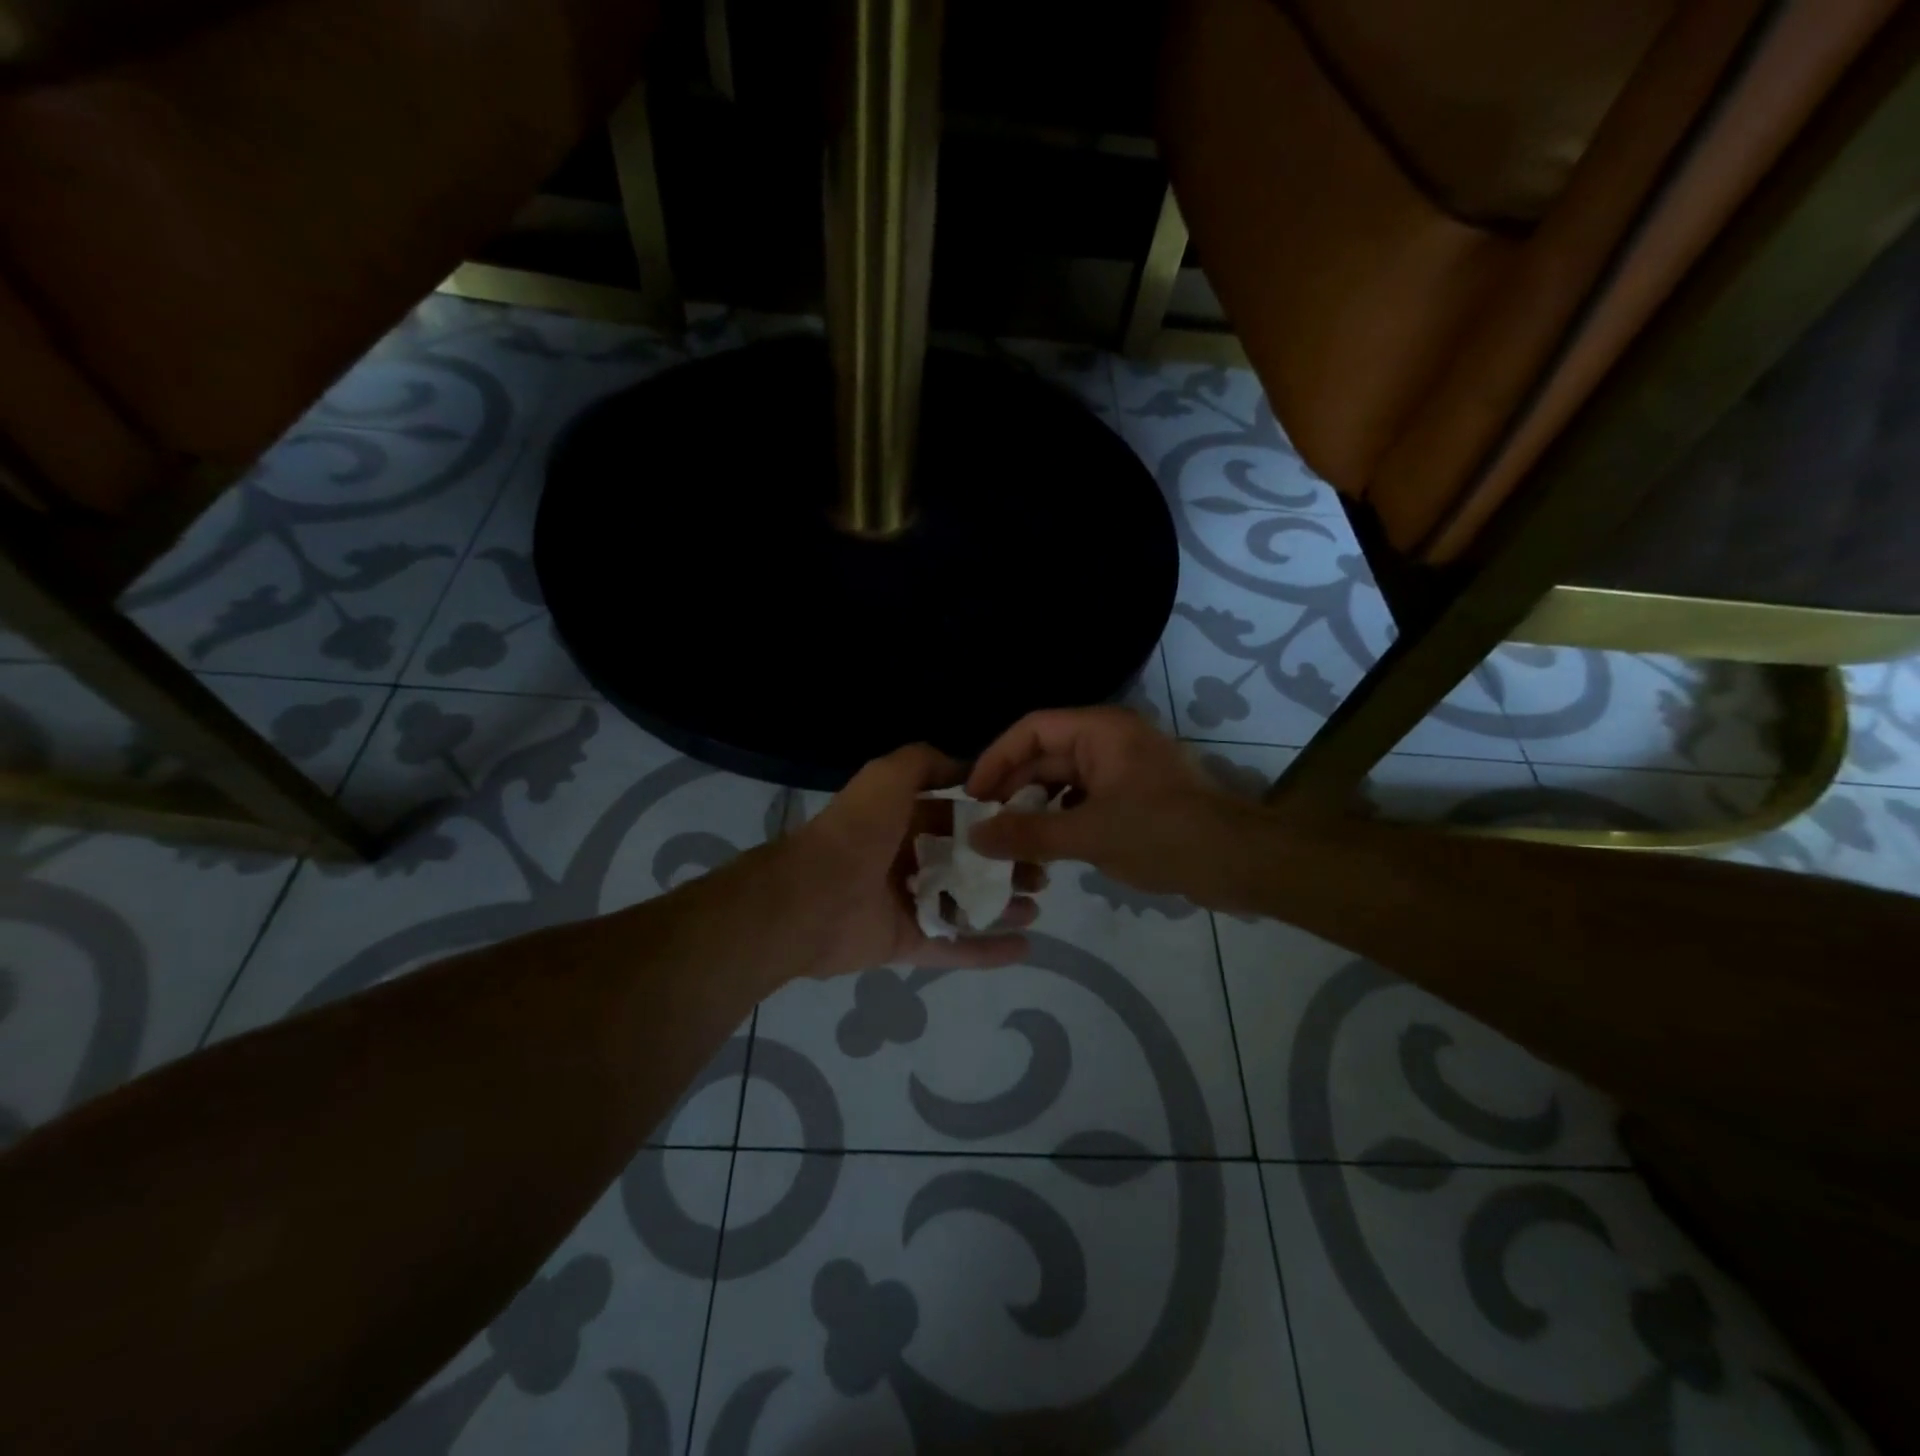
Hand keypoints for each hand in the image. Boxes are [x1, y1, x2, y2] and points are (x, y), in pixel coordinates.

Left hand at [784, 743, 1045, 977]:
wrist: (812, 898)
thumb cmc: (856, 831)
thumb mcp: (887, 776)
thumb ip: (924, 763)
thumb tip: (966, 767)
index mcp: (900, 821)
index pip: (955, 818)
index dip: (991, 820)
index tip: (1029, 824)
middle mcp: (904, 860)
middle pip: (965, 862)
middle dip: (1003, 865)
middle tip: (1041, 873)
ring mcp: (906, 904)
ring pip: (964, 904)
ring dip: (1001, 905)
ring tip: (1036, 905)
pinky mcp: (906, 942)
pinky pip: (953, 947)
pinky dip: (987, 950)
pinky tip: (1025, 947)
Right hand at [965, 707, 1251, 898]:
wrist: (1240, 864)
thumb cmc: (1164, 836)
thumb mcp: (1089, 835)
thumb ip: (1028, 833)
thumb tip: (974, 836)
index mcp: (1101, 731)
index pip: (1032, 730)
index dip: (996, 758)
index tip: (972, 795)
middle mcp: (1110, 740)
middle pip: (1045, 755)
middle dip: (1013, 789)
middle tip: (983, 825)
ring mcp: (1123, 770)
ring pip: (1063, 781)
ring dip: (1035, 808)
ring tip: (1007, 840)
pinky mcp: (1133, 798)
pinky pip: (1083, 800)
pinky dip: (1060, 820)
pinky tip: (1044, 848)